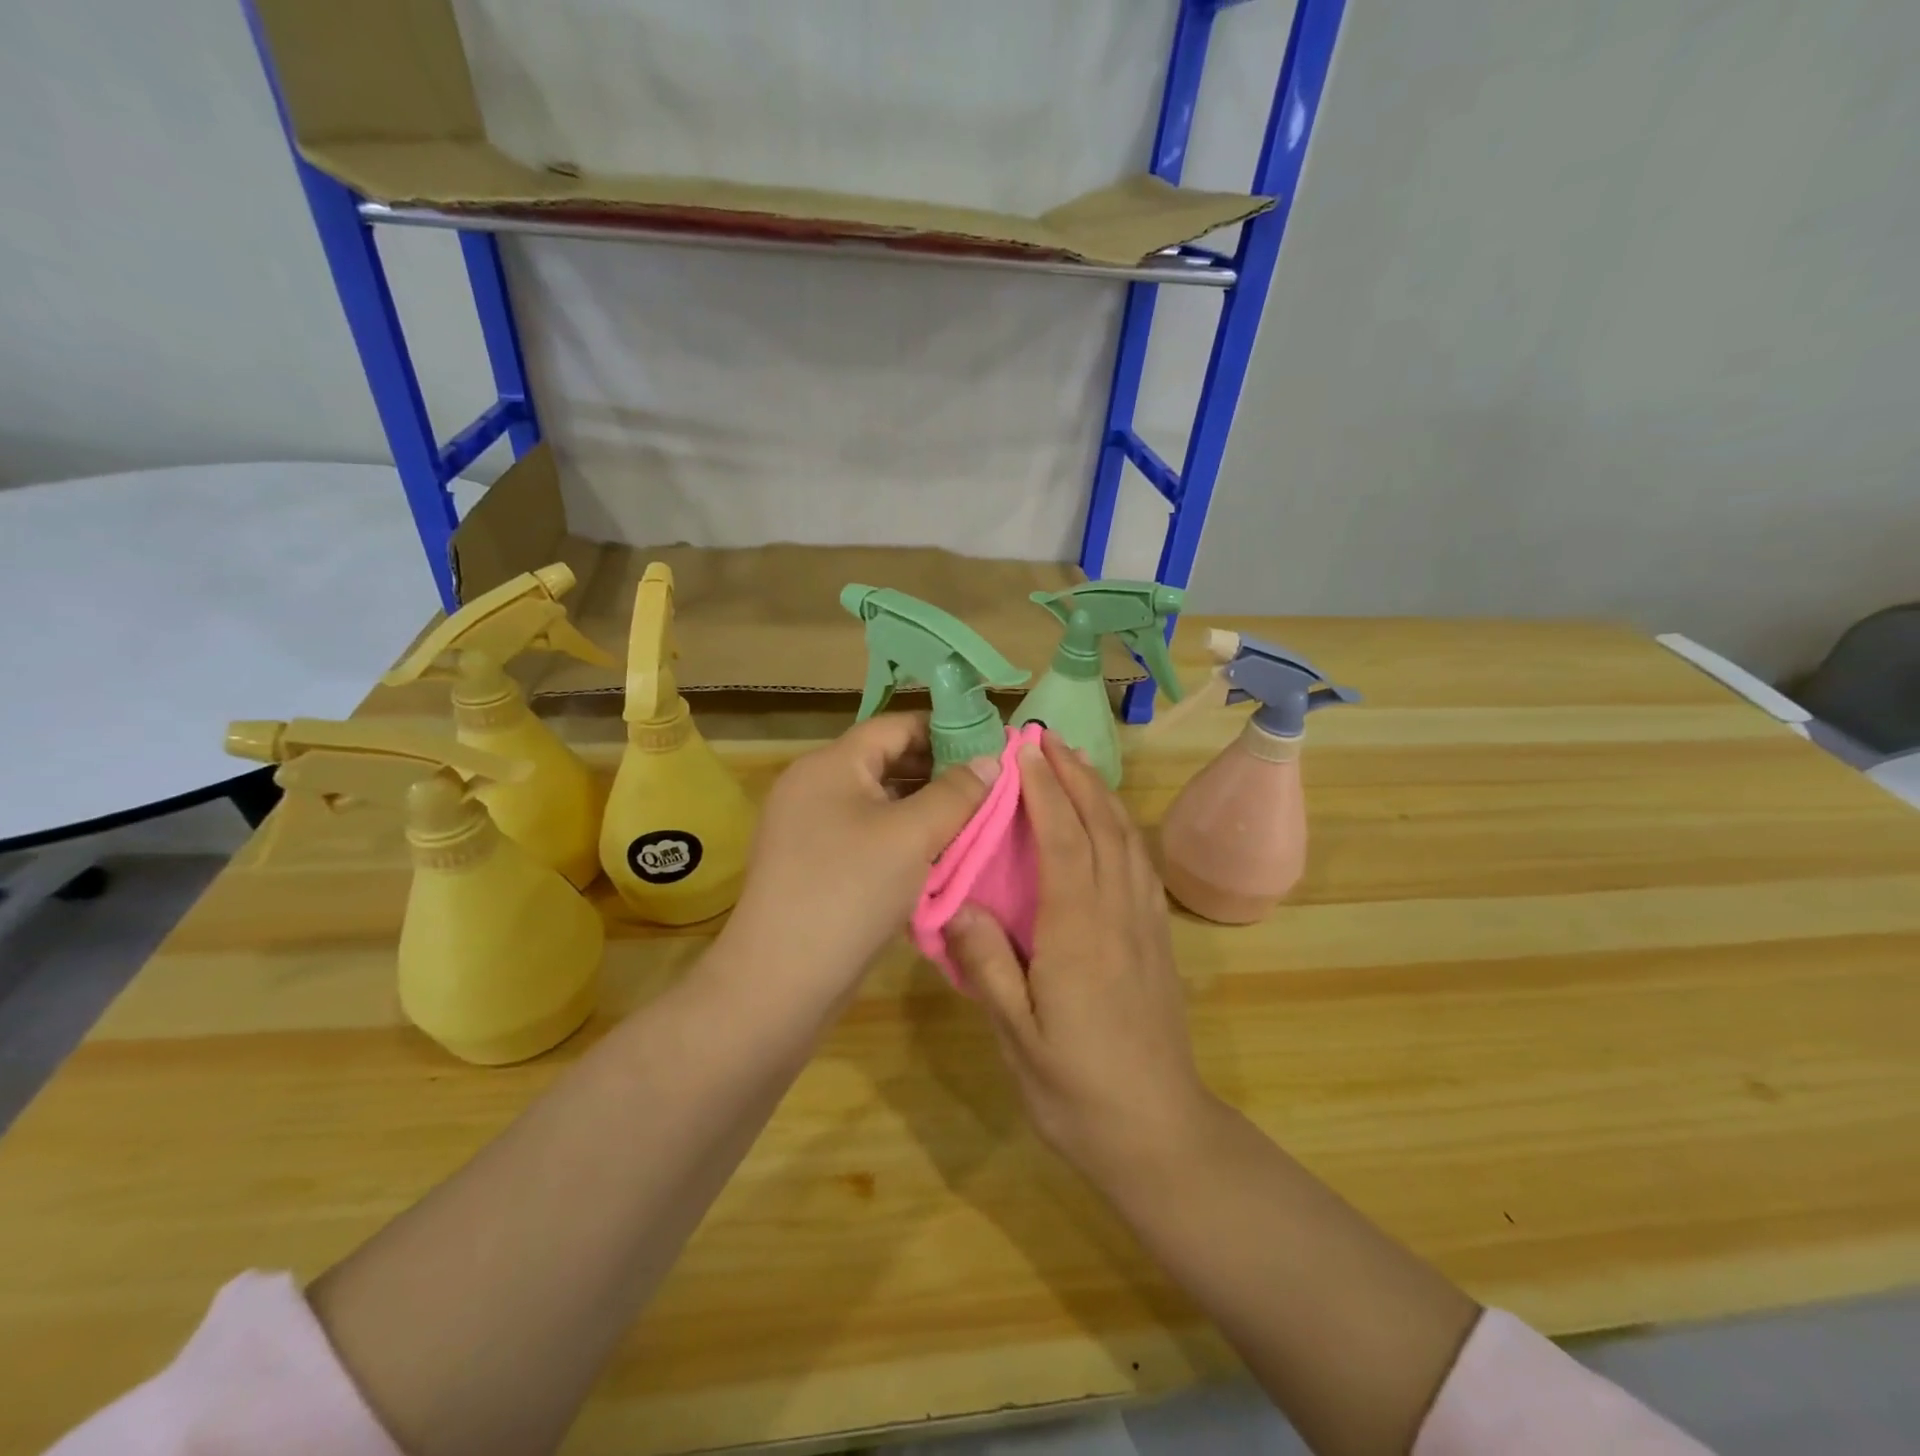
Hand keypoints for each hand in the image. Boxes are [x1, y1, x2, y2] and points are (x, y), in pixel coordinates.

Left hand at [720, 713, 996, 1006]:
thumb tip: (991, 760)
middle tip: (991, 789)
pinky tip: (937, 857)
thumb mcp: (912, 835)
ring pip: (880, 803)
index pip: (896, 726)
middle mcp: (815, 786)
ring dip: (925, 810)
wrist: (781, 980)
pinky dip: (903, 839)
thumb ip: (956, 792)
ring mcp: (810, 828)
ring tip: (973, 822)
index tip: (992, 748)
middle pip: (887, 763)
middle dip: (940, 773)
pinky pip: (868, 836)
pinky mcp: (815, 865)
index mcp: (831, 764)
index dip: (946, 730)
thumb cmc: (849, 890)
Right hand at [945, 732, 1219, 1190]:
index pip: (1064, 840)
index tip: (1024, 751)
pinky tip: (1111, 824)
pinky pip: (1141, 865)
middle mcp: (1118, 913)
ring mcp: (1145, 924)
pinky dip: (1124, 828)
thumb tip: (958, 902)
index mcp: (1080, 931)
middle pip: (1102, 826)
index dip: (1044, 790)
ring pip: (1128, 840)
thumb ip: (988, 965)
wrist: (1159, 1133)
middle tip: (1048, 739)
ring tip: (1077, 765)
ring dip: (1102, 794)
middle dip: (1075, 776)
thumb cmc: (1078, 1090)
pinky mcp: (1158, 939)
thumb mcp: (1018, 1037)